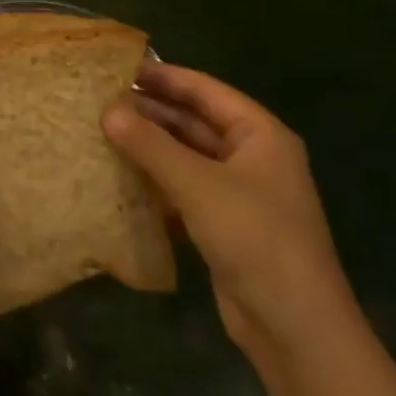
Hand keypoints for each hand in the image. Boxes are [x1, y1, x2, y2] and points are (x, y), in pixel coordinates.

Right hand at [103, 62, 358, 360]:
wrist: (296, 329)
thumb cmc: (255, 239)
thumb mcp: (198, 185)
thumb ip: (150, 145)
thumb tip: (107, 111)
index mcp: (259, 134)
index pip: (204, 90)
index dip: (163, 75)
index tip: (117, 66)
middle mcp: (252, 156)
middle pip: (194, 121)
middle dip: (150, 110)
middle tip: (99, 99)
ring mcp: (239, 192)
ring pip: (186, 155)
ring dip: (149, 145)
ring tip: (101, 130)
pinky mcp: (224, 223)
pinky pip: (184, 187)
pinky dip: (155, 179)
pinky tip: (119, 175)